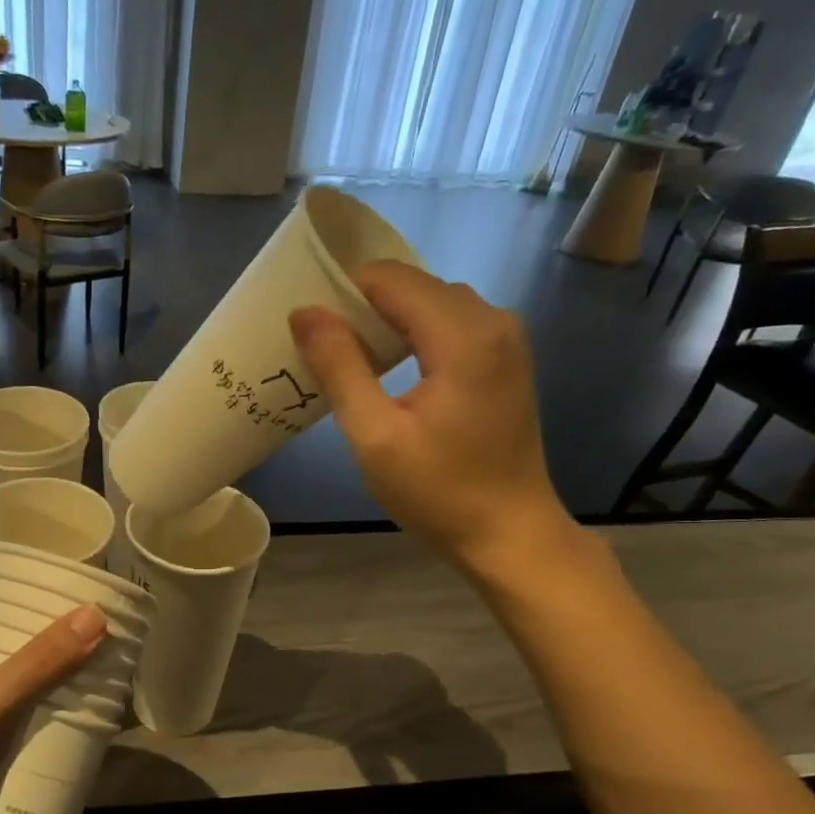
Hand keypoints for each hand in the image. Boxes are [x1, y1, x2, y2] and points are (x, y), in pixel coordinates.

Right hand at [289, 263, 573, 575]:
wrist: (510, 534)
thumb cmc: (439, 491)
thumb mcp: (375, 435)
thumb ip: (340, 366)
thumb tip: (304, 312)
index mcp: (464, 335)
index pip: (391, 279)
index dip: (344, 291)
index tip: (309, 325)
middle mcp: (494, 321)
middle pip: (414, 286)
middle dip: (364, 305)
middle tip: (321, 345)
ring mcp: (506, 340)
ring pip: (432, 302)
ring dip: (389, 319)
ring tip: (349, 358)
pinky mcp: (506, 360)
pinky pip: (451, 324)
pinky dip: (415, 332)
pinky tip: (390, 369)